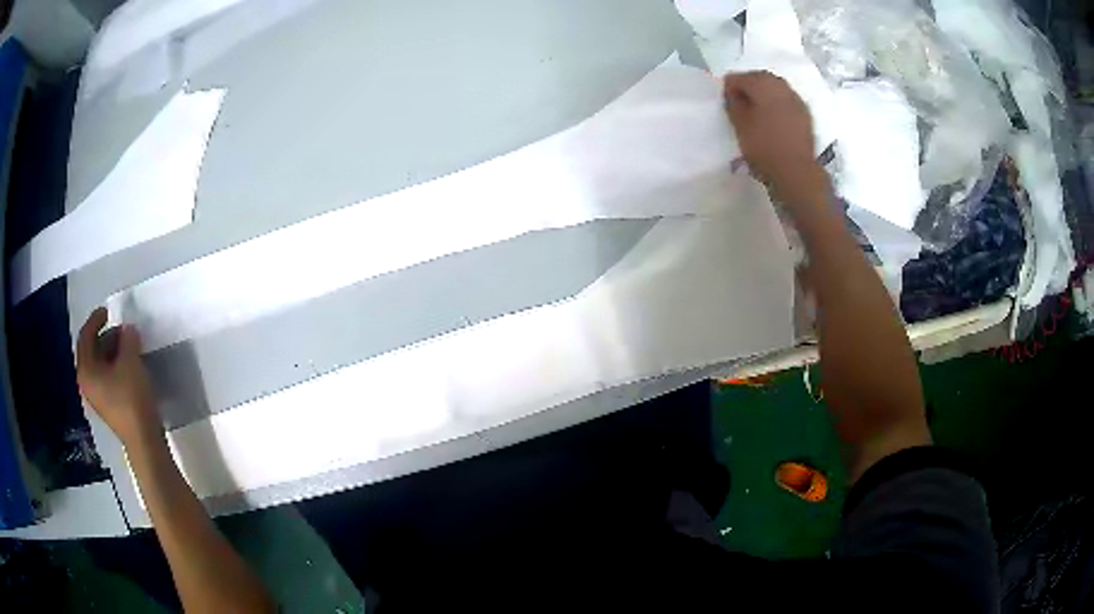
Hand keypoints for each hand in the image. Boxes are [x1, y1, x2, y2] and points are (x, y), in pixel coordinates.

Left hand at [77, 308, 160, 447]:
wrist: (143, 440)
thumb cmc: (131, 398)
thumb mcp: (130, 361)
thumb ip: (127, 339)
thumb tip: (128, 330)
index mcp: (86, 369)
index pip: (86, 336)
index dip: (96, 319)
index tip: (108, 310)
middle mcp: (87, 381)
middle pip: (92, 350)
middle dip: (107, 336)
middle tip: (124, 331)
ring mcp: (97, 396)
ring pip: (100, 365)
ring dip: (113, 351)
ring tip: (129, 347)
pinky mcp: (108, 405)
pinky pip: (107, 377)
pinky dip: (115, 366)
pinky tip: (129, 366)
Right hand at [724, 71, 821, 197]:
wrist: (797, 172)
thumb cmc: (763, 147)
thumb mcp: (739, 125)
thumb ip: (733, 104)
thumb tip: (734, 93)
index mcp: (762, 84)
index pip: (739, 77)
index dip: (729, 88)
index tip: (726, 103)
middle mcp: (781, 86)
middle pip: (760, 78)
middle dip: (748, 87)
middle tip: (740, 104)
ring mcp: (796, 99)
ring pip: (775, 88)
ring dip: (764, 95)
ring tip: (756, 112)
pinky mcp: (805, 114)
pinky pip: (787, 101)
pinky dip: (777, 105)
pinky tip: (773, 119)